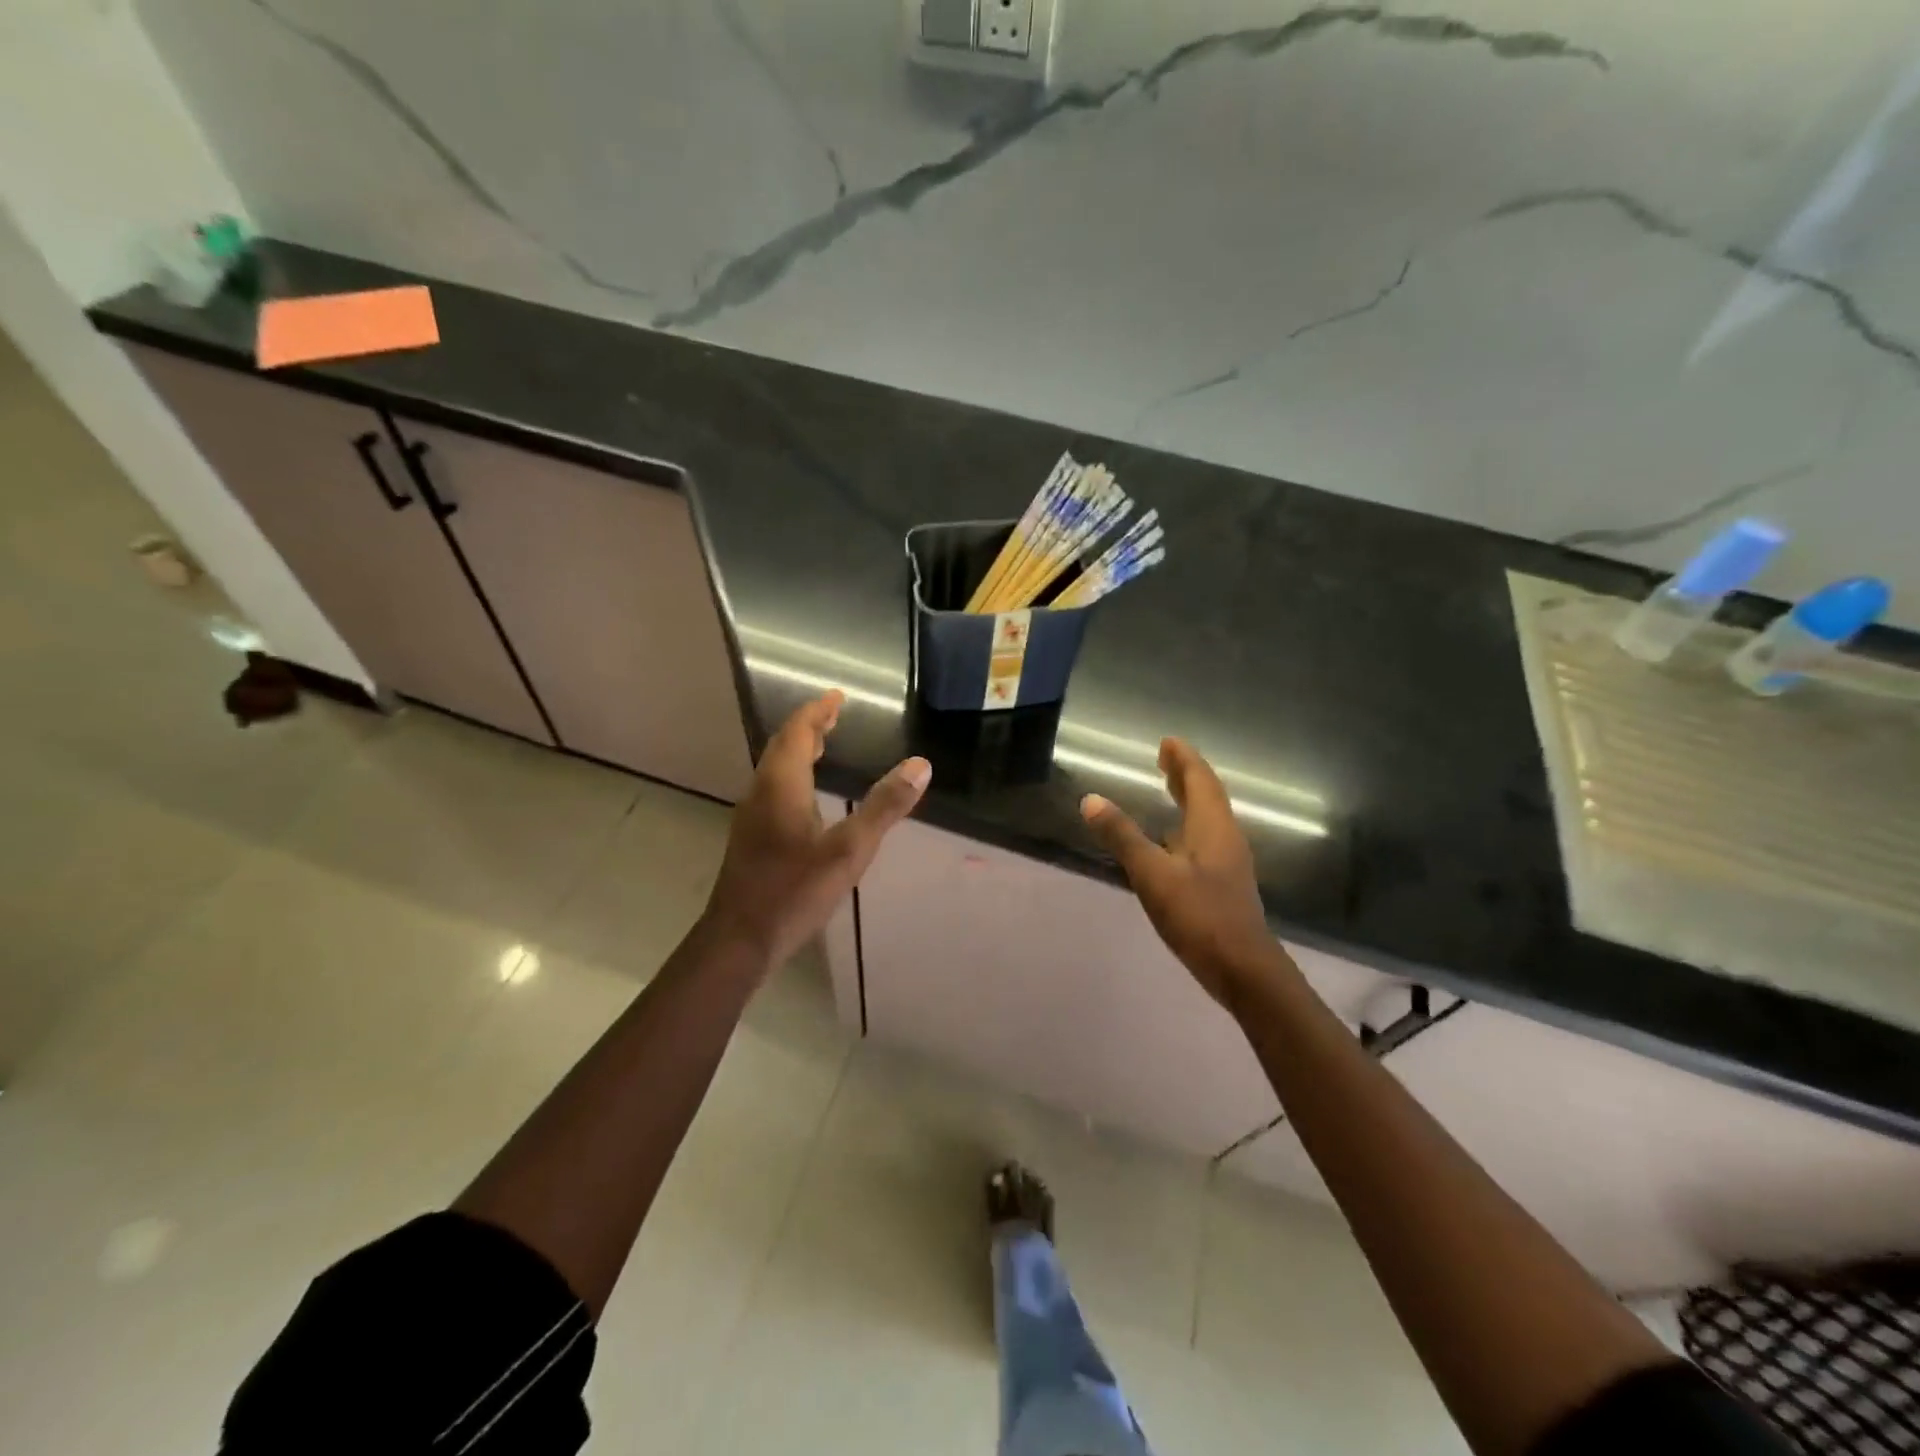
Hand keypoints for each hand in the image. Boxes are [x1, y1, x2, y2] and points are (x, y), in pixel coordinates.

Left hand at [703, 691, 930, 968]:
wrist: (740, 939)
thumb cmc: (794, 891)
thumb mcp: (849, 850)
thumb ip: (885, 807)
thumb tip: (920, 765)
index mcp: (781, 785)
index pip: (797, 732)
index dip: (817, 711)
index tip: (837, 695)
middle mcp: (760, 792)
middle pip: (782, 746)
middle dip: (808, 727)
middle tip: (835, 715)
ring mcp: (751, 816)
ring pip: (774, 768)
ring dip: (799, 750)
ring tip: (824, 745)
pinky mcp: (751, 837)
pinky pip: (773, 788)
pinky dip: (793, 774)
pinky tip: (808, 795)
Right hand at [1080, 738, 1288, 1008]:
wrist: (1243, 969)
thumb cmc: (1199, 916)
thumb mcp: (1153, 875)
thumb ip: (1122, 837)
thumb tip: (1091, 800)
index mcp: (1213, 827)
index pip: (1200, 781)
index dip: (1184, 759)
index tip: (1167, 742)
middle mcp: (1225, 838)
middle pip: (1208, 796)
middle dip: (1187, 775)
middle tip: (1165, 759)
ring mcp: (1229, 863)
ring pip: (1209, 819)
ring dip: (1190, 800)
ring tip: (1168, 790)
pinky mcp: (1224, 885)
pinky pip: (1206, 840)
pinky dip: (1188, 827)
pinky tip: (1173, 842)